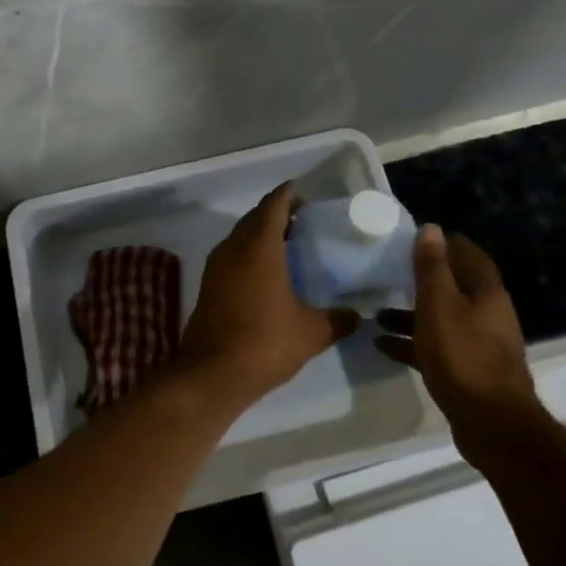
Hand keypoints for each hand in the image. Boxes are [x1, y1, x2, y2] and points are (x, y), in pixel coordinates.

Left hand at [175, 184, 359, 406]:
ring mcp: (215, 269)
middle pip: (254, 219)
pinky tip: (265, 274)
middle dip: (275, 213)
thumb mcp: (312, 333)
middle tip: (301, 220)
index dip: (287, 195)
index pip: (273, 206)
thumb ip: (338, 320)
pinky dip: (248, 255)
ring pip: (239, 238)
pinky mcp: (207, 288)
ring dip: (260, 235)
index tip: (302, 192)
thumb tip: (357, 316)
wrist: (212, 374)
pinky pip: (230, 258)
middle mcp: (233, 249)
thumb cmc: (265, 343)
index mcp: (259, 248)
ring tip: (287, 245)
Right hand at [374, 225, 542, 444]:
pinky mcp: (466, 370)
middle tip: (390, 272)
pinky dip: (411, 343)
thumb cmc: (463, 356)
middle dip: (423, 280)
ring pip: (441, 319)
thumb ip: (432, 269)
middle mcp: (487, 314)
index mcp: (486, 293)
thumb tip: (431, 228)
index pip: (469, 255)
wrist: (492, 423)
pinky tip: (382, 345)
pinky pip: (435, 348)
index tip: (416, 238)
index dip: (445, 243)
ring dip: (411, 315)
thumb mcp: (440, 306)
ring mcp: (478, 344)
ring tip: (376, 313)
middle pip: (454, 288)